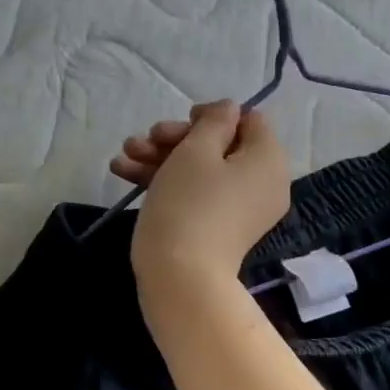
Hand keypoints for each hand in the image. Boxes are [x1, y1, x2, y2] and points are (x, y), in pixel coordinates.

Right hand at [116, 100, 289, 291]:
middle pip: (221, 145)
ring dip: (160, 157)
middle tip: (145, 140)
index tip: (183, 121)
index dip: (214, 115)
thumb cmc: (190, 204)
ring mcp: (239, 208)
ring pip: (201, 169)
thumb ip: (214, 122)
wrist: (180, 278)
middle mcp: (262, 183)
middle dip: (176, 138)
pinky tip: (124, 173)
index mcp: (268, 160)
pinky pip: (197, 193)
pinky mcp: (217, 227)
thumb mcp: (198, 151)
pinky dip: (165, 181)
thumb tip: (229, 110)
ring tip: (122, 157)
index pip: (250, 120)